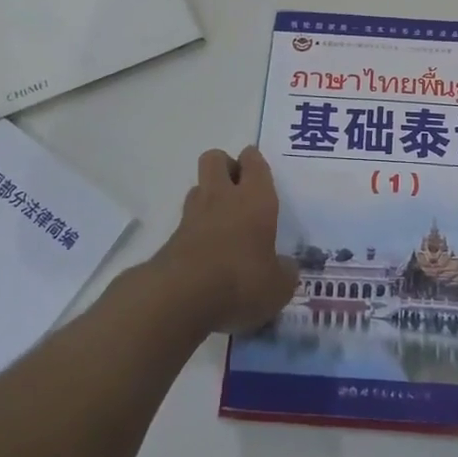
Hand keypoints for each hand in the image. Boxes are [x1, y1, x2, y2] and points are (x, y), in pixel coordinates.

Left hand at [152, 147, 296, 333]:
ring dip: (208, 196)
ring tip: (222, 222)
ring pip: (198, 187)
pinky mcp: (172, 238)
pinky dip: (195, 229)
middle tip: (239, 189)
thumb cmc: (241, 281)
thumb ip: (285, 272)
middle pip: (215, 158)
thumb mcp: (278, 286)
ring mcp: (193, 215)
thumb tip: (286, 267)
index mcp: (255, 198)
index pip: (253, 161)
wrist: (181, 298)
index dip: (254, 161)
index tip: (258, 171)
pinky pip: (186, 221)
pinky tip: (206, 252)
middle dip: (225, 166)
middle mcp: (223, 197)